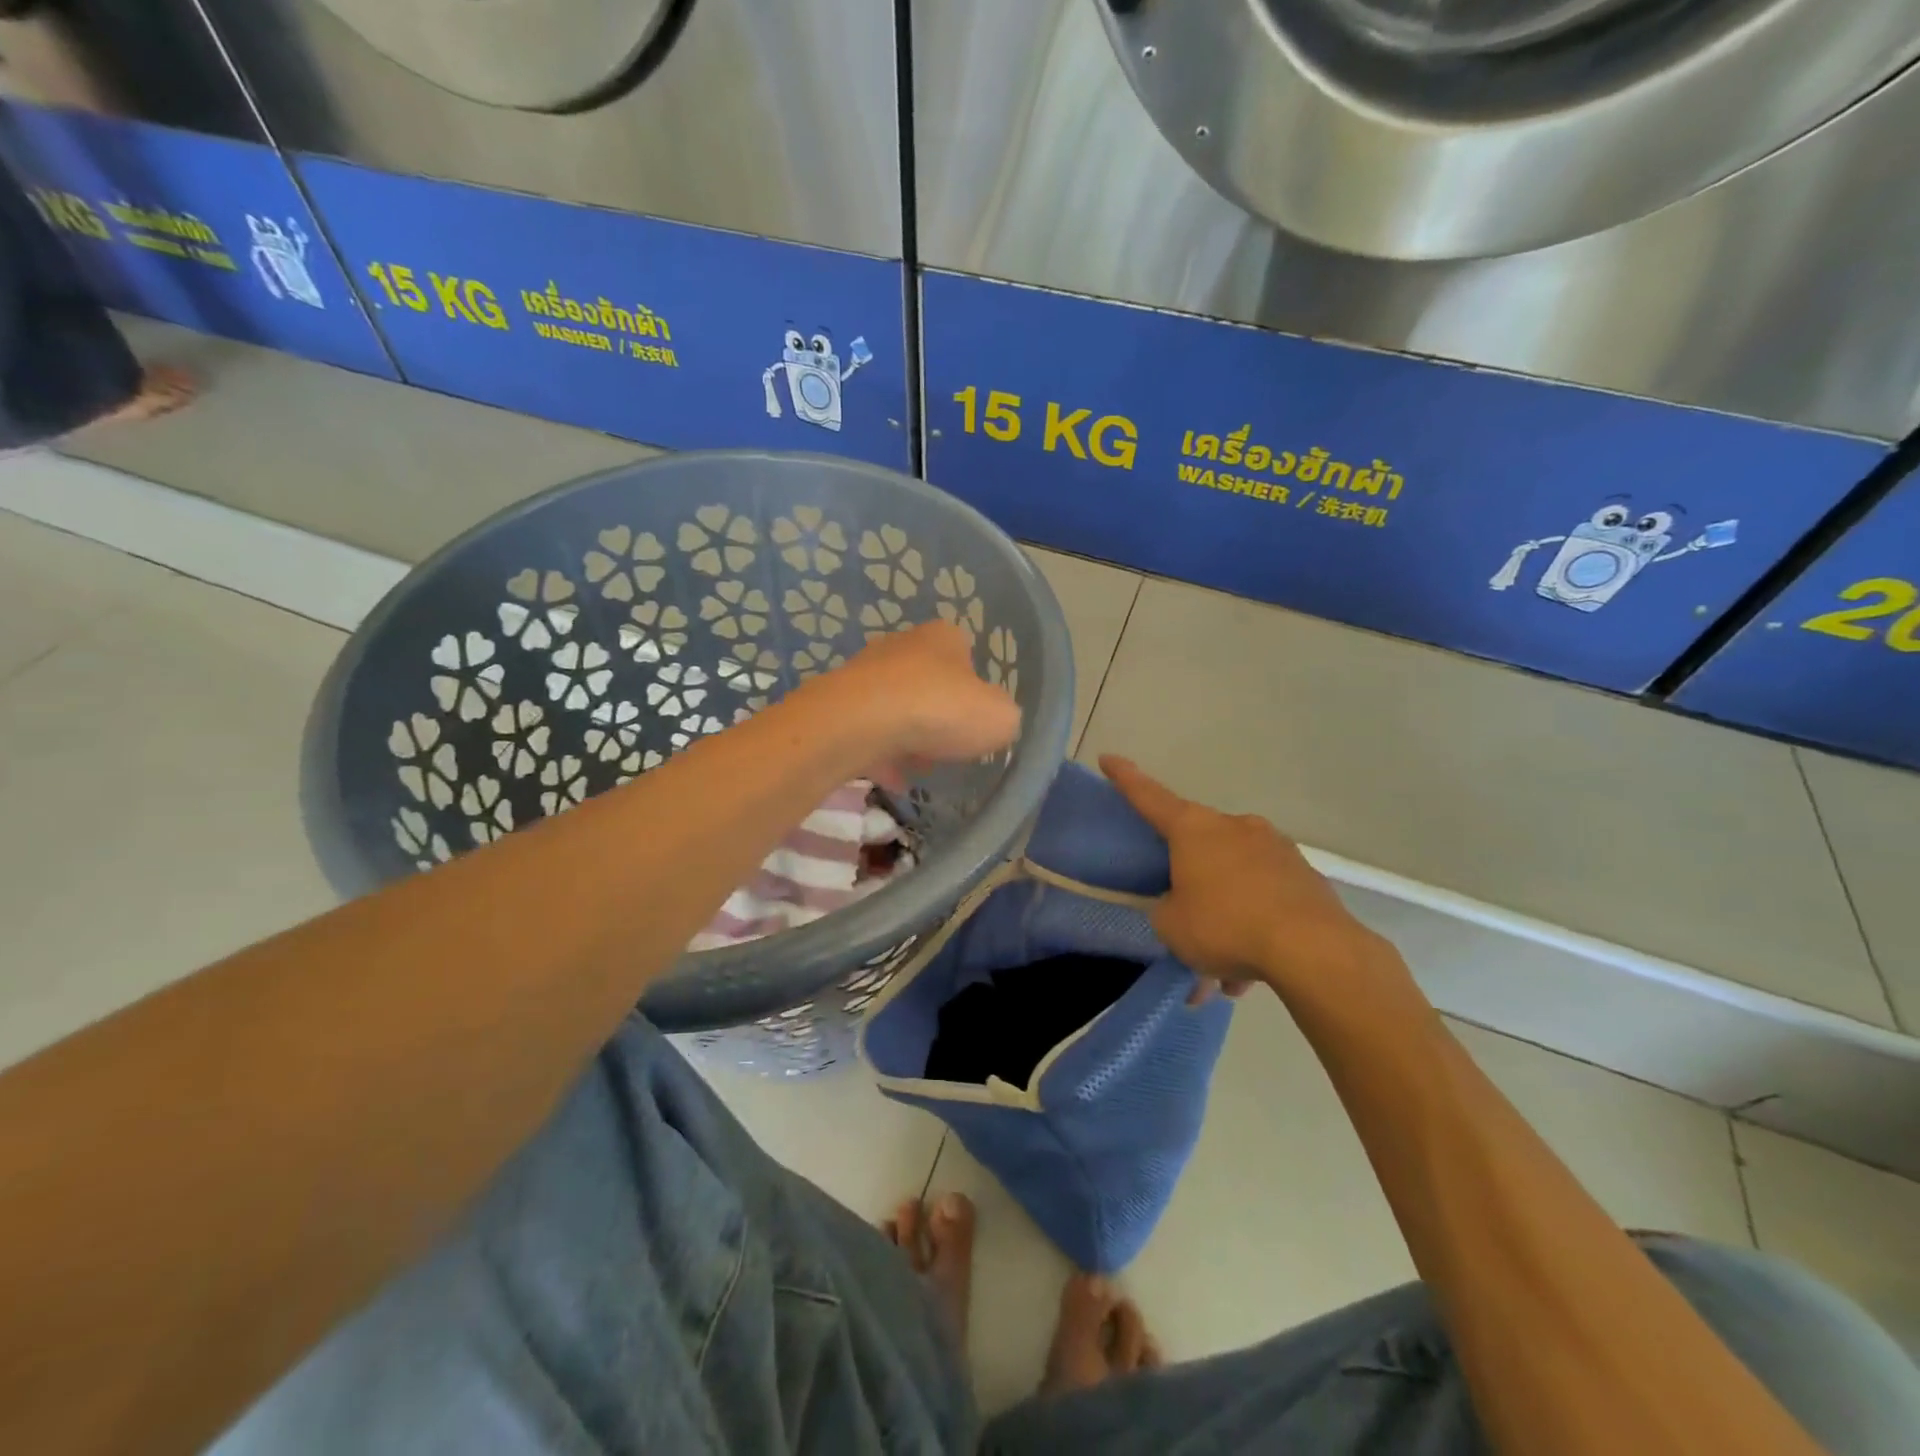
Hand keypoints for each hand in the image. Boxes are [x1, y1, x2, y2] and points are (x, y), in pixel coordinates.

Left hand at [819, 621, 1021, 767]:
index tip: (976, 721)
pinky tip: (892, 780)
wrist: (859, 723)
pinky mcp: (840, 704)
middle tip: (948, 747)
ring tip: (919, 768)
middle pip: (928, 682)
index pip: (966, 654)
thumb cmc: (940, 709)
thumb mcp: (1000, 717)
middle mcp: (902, 645)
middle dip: (938, 715)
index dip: (975, 690)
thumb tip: (995, 721)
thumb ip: (1004, 717)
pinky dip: (881, 754)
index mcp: (944, 637)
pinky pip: (869, 732)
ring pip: (896, 707)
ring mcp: (866, 673)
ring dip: (908, 736)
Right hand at [1101, 755, 1394, 1001]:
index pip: (1150, 797)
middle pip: (1199, 848)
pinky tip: (1251, 973)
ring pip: (1235, 880)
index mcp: (1194, 830)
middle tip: (1183, 922)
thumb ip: (1165, 909)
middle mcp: (1235, 827)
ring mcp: (1275, 848)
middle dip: (1190, 883)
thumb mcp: (1171, 926)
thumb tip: (1180, 906)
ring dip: (1225, 917)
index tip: (1108, 757)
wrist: (1313, 949)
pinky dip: (1254, 927)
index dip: (1126, 779)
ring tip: (1222, 972)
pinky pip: (1265, 898)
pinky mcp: (1304, 876)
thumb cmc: (1225, 925)